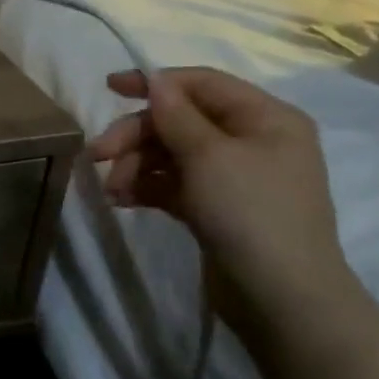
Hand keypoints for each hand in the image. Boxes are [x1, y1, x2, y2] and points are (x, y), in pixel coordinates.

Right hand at [89, 67, 347, 311]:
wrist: (281, 297)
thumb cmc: (250, 213)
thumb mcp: (209, 156)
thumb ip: (176, 115)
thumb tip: (156, 81)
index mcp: (265, 118)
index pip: (202, 84)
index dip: (154, 82)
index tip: (108, 88)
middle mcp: (252, 141)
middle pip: (180, 121)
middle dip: (136, 136)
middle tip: (97, 156)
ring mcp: (234, 177)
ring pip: (171, 154)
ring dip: (135, 166)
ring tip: (112, 191)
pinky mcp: (216, 208)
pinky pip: (173, 184)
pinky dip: (146, 188)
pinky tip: (122, 202)